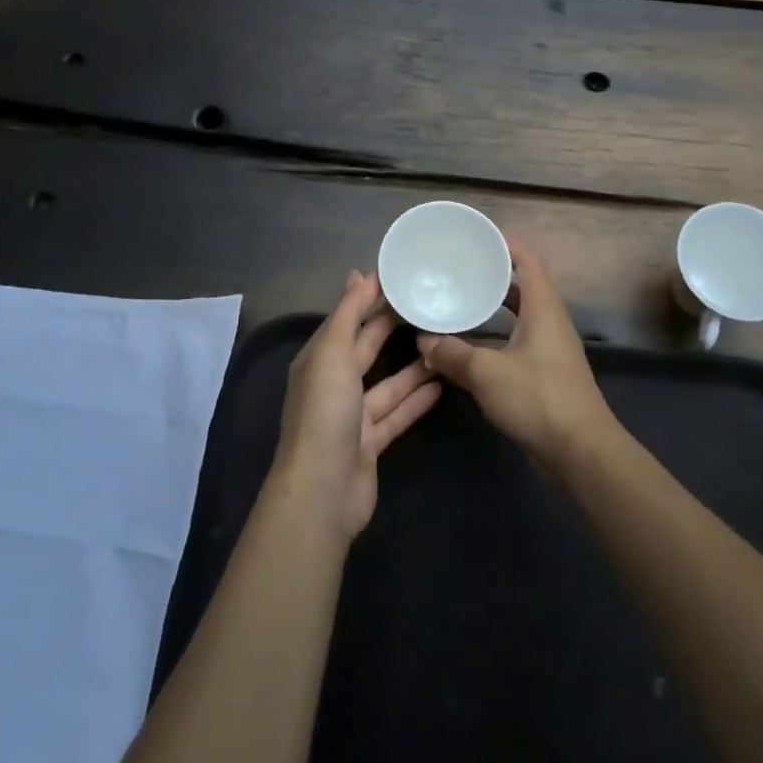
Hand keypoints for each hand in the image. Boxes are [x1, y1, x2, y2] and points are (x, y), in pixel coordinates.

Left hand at [275, 270, 442, 538]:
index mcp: (319, 360)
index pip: (347, 320)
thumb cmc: (325, 411)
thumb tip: (358, 274)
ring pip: (387, 383)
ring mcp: (353, 416)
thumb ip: (348, 314)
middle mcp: (334, 384)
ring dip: (412, 366)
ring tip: (443, 343)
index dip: (369, 298)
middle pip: (366, 349)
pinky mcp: (371, 442)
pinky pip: (397, 414)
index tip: (400, 277)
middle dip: (391, 327)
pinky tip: (441, 385)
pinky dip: (416, 400)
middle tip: (427, 304)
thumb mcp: (333, 353)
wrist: (323, 488)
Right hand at [416, 239, 616, 471]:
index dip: (506, 243)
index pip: (529, 260)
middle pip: (524, 286)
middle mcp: (550, 322)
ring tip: (459, 301)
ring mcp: (550, 349)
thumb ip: (453, 354)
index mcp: (543, 308)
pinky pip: (517, 342)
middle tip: (460, 269)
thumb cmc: (539, 399)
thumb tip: (423, 340)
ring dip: (493, 307)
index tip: (478, 236)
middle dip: (494, 274)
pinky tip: (469, 346)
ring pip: (520, 316)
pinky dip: (494, 336)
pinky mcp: (546, 374)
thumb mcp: (487, 373)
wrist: (581, 452)